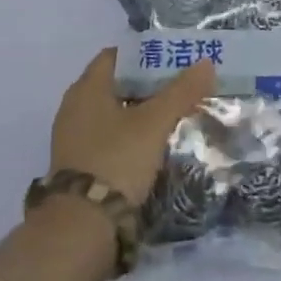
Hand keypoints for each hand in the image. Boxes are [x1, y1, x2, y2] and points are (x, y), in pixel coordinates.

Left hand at [48, 48, 215, 205]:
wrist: (82, 226)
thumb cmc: (117, 159)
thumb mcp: (154, 122)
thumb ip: (181, 91)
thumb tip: (206, 63)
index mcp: (87, 88)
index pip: (116, 56)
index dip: (145, 54)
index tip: (173, 59)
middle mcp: (74, 107)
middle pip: (116, 84)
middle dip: (147, 84)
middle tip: (180, 86)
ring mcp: (74, 138)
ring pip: (113, 112)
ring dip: (140, 111)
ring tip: (172, 114)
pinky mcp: (79, 165)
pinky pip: (108, 137)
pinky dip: (130, 134)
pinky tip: (153, 144)